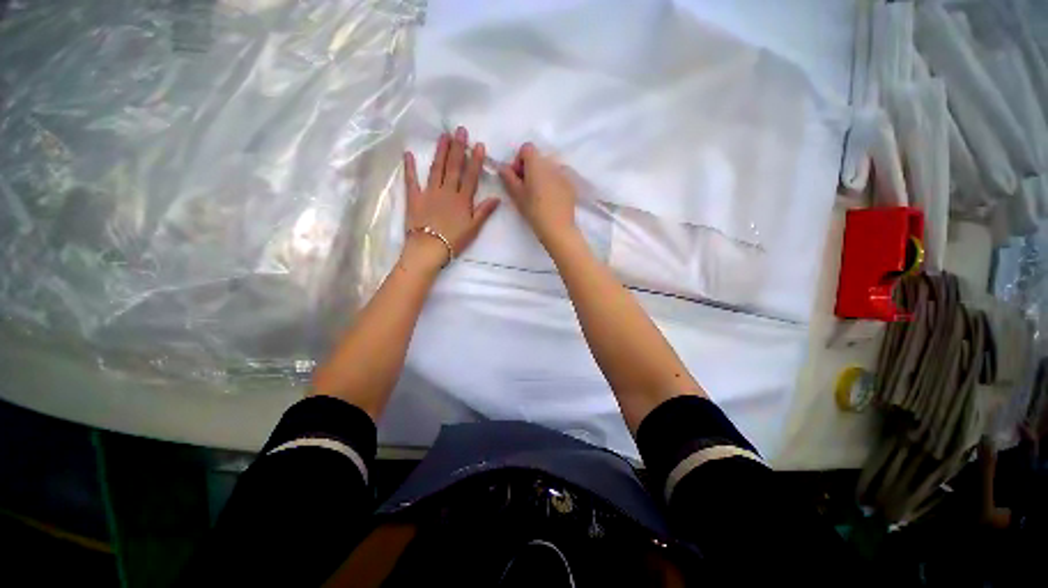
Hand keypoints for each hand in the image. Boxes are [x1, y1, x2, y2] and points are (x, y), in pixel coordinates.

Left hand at [403, 127, 499, 271]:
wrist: (429, 248)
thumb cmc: (454, 241)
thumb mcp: (473, 228)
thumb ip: (484, 211)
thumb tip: (497, 198)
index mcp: (462, 200)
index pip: (470, 176)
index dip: (475, 160)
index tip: (478, 144)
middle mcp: (447, 191)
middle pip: (453, 167)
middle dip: (457, 148)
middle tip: (460, 130)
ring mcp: (429, 192)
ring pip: (436, 169)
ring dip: (440, 151)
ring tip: (443, 136)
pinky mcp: (414, 198)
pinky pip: (411, 180)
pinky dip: (409, 167)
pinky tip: (408, 154)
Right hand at [497, 143, 577, 245]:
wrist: (558, 227)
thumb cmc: (534, 210)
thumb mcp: (517, 195)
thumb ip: (508, 177)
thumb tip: (503, 167)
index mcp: (537, 163)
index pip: (526, 148)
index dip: (519, 160)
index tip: (517, 177)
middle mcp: (551, 163)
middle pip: (538, 158)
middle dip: (529, 169)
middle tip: (525, 188)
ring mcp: (563, 174)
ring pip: (548, 168)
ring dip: (541, 176)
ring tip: (538, 195)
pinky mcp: (571, 184)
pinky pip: (558, 177)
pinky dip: (552, 183)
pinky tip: (550, 200)